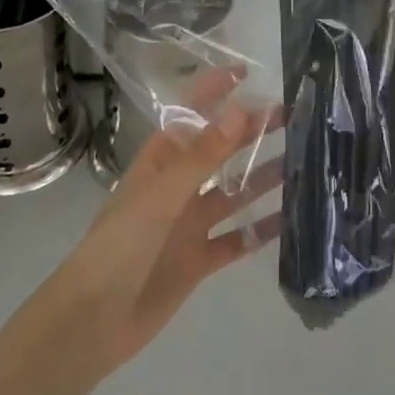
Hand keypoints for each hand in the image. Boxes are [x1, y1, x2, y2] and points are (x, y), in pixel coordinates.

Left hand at [42, 66, 280, 375]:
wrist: (92, 322)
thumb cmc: (120, 245)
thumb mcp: (161, 195)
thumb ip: (203, 155)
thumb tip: (242, 110)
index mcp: (162, 160)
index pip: (193, 114)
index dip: (217, 90)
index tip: (250, 72)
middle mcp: (178, 186)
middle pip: (220, 150)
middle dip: (252, 132)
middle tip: (293, 117)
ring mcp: (188, 224)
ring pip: (233, 193)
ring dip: (262, 178)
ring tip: (302, 163)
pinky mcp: (197, 260)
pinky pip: (235, 239)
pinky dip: (259, 231)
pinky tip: (289, 222)